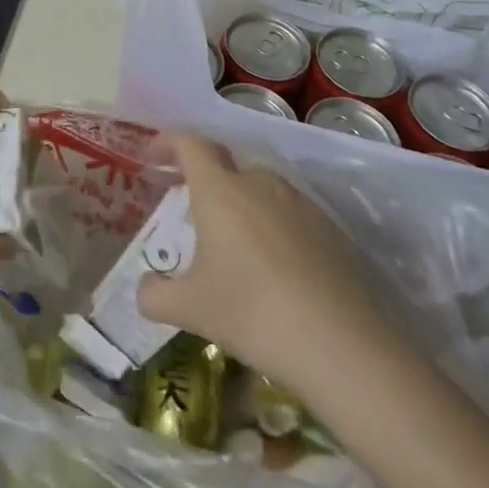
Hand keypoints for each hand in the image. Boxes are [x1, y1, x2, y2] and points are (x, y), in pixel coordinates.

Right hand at [136, 134, 389, 388]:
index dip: (168, 141)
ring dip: (241, 206)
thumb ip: (155, 295)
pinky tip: (274, 270)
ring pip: (260, 190)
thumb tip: (144, 289)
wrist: (344, 346)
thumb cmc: (252, 314)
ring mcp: (301, 204)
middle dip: (205, 180)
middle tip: (191, 211)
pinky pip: (290, 215)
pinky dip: (273, 228)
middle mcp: (259, 183)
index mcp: (219, 190)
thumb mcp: (191, 309)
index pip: (190, 143)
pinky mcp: (332, 230)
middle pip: (226, 165)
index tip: (154, 156)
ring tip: (233, 246)